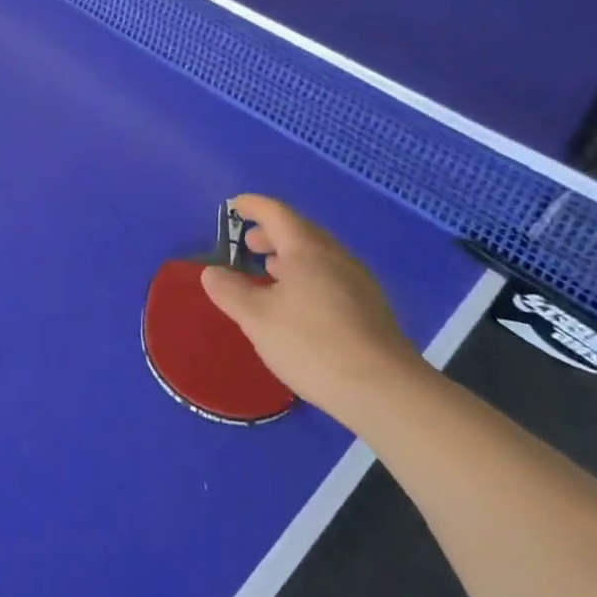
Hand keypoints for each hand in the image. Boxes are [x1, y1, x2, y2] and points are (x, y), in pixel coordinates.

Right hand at [200, 194, 426, 427]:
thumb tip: (212, 272)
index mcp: (306, 249)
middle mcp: (335, 255)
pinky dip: (308, 277)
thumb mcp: (257, 319)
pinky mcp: (371, 308)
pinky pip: (332, 276)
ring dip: (290, 257)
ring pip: (318, 256)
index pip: (276, 213)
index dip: (253, 206)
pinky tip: (300, 305)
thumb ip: (231, 292)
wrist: (385, 390)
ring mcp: (358, 281)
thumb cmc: (312, 344)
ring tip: (270, 273)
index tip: (235, 206)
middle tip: (248, 245)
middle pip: (300, 231)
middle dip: (271, 234)